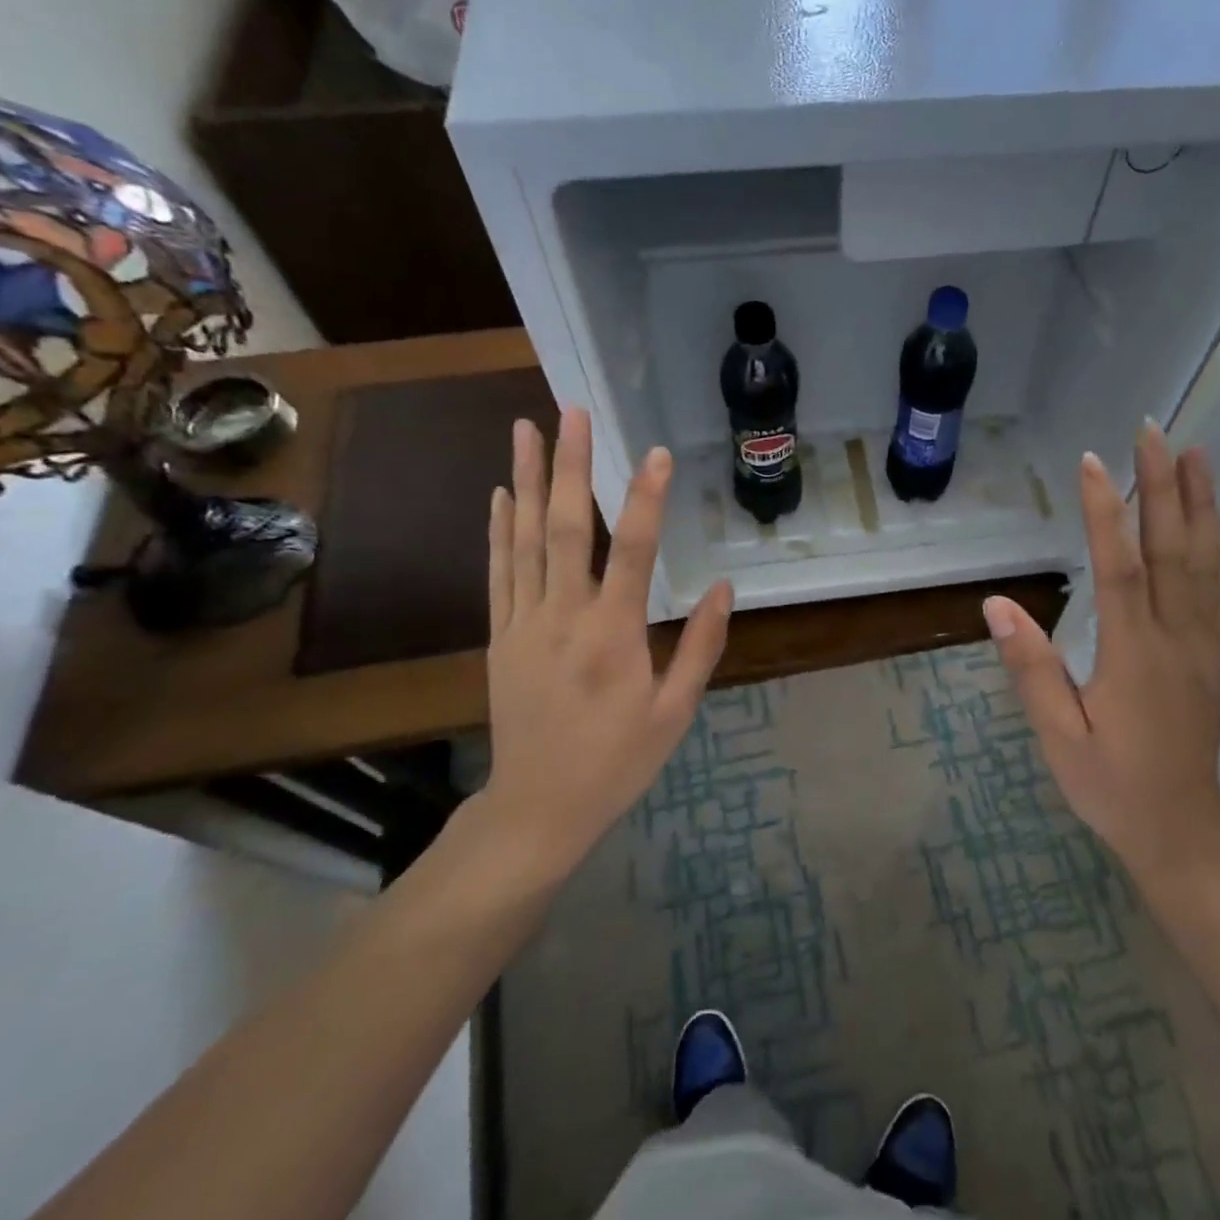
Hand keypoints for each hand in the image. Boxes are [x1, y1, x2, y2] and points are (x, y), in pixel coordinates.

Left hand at [473, 408, 731, 894]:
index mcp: (612, 636)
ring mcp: (522, 624)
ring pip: (523, 540)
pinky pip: (498, 571)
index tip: (654, 453)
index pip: (630, 551)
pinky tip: (499, 493)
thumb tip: (722, 587)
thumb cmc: (617, 761)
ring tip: (526, 428)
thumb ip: (700, 646)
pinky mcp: (499, 636)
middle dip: (569, 465)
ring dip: (524, 480)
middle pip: (564, 528)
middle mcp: (562, 618)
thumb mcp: (675, 712)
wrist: (538, 807)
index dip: (644, 498)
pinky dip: (498, 529)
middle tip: (572, 411)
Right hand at [984, 421, 1219, 878]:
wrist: (1182, 830)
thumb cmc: (1111, 784)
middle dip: (1163, 486)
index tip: (1093, 462)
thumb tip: (997, 605)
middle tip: (1154, 433)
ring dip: (1202, 504)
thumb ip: (1032, 669)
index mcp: (1134, 654)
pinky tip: (1216, 523)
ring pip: (1207, 561)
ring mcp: (1206, 644)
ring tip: (1196, 455)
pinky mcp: (1218, 656)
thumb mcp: (1058, 736)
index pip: (1120, 568)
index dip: (1106, 512)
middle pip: (1172, 548)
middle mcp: (1177, 637)